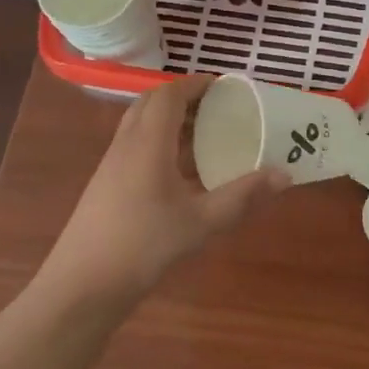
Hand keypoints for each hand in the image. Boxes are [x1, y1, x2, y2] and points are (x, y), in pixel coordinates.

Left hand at [46, 76, 287, 297]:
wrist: (83, 284)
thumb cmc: (145, 245)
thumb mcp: (202, 222)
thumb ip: (243, 196)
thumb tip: (284, 175)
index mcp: (148, 143)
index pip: (169, 94)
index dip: (195, 84)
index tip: (224, 87)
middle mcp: (126, 145)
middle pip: (151, 103)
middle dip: (183, 97)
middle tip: (217, 108)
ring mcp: (111, 165)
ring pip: (140, 125)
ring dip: (170, 120)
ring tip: (204, 135)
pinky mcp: (106, 185)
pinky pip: (134, 146)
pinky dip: (159, 142)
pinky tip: (180, 171)